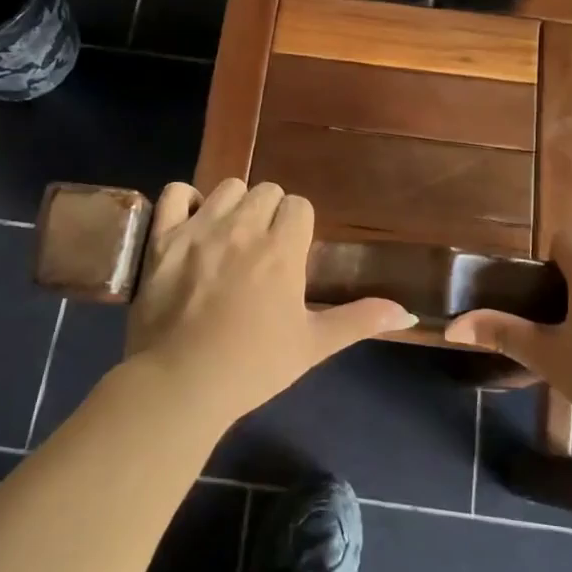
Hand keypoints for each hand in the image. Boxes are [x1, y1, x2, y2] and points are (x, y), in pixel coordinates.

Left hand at [123, 180, 415, 427]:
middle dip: (270, 213)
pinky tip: (191, 222)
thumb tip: (408, 312)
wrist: (181, 384)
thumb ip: (359, 321)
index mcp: (282, 249)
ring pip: (228, 187)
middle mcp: (243, 228)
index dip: (298, 226)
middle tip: (263, 249)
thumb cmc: (253, 366)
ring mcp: (199, 229)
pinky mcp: (163, 237)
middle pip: (266, 191)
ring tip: (230, 236)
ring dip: (234, 205)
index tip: (291, 254)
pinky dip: (185, 200)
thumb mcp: (313, 345)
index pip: (299, 205)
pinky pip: (176, 193)